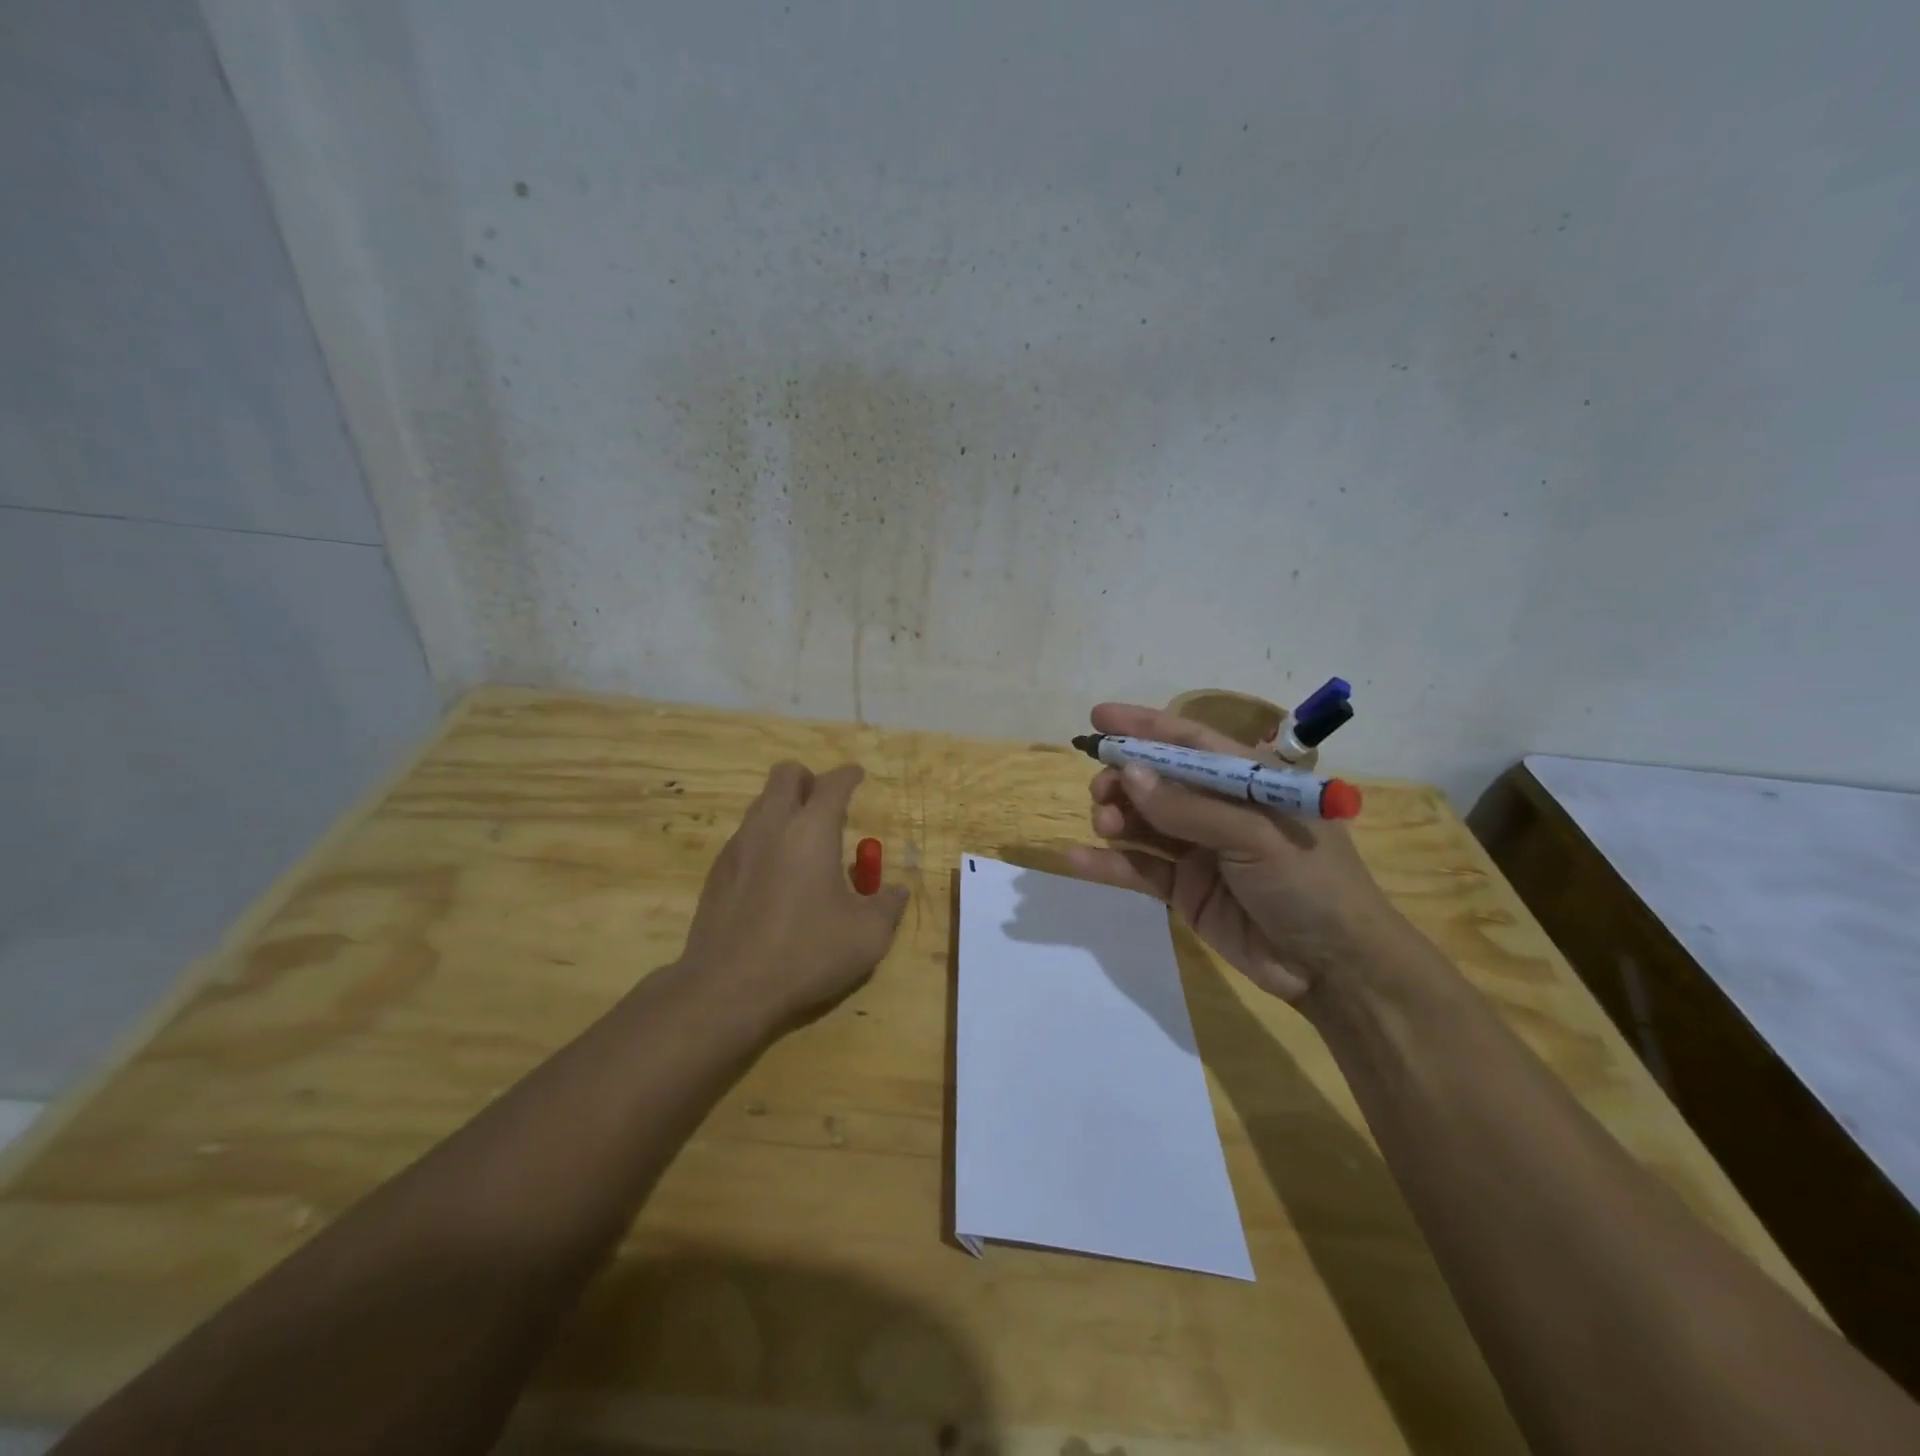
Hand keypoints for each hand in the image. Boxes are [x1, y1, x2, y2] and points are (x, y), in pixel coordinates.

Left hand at [678, 761, 908, 1030]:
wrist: (726, 989)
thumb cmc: (805, 954)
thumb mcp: (867, 936)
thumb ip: (888, 906)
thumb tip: (897, 891)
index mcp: (812, 830)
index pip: (832, 783)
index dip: (849, 775)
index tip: (857, 776)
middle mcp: (771, 826)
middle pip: (786, 774)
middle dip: (809, 780)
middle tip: (827, 806)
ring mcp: (738, 847)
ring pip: (762, 803)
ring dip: (785, 808)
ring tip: (805, 845)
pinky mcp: (717, 872)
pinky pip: (745, 836)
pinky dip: (765, 839)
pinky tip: (775, 878)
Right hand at [1064, 703, 1401, 1003]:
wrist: (1333, 969)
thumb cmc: (1311, 884)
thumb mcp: (1256, 836)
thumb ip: (1190, 807)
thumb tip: (1129, 773)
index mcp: (1249, 781)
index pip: (1190, 741)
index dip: (1145, 726)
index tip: (1099, 718)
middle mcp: (1220, 809)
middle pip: (1158, 780)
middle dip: (1124, 778)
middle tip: (1101, 790)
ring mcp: (1199, 850)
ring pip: (1144, 821)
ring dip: (1116, 816)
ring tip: (1105, 823)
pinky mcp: (1184, 890)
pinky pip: (1139, 868)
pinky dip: (1108, 863)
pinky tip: (1076, 858)